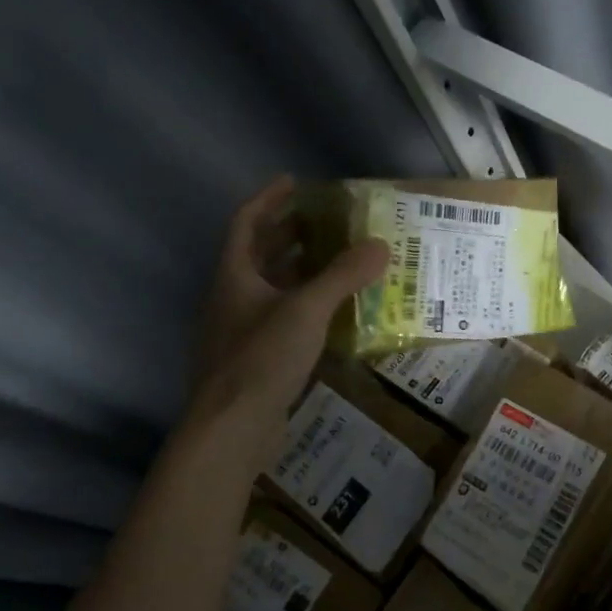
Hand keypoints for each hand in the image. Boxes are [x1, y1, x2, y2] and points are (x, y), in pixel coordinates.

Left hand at [188, 176, 387, 431]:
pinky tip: (330, 315)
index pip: (245, 223)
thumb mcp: (307, 310)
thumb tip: (380, 244)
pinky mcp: (252, 360)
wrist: (231, 428)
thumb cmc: (262, 358)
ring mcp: (238, 331)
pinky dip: (302, 307)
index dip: (268, 199)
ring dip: (298, 272)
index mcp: (233, 276)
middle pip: (257, 255)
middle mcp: (230, 298)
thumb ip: (343, 276)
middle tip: (325, 223)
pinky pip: (278, 319)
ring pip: (269, 289)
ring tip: (335, 262)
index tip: (294, 182)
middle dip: (289, 234)